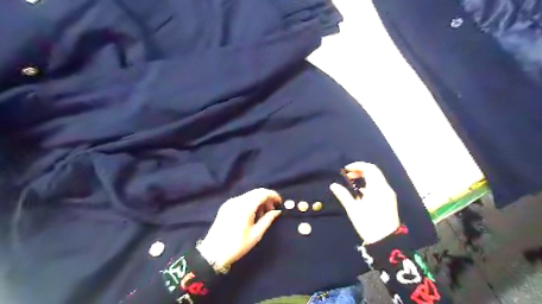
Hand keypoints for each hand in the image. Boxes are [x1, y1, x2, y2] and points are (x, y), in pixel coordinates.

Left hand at [196, 187, 281, 268]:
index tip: (280, 202)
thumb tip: (277, 211)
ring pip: (249, 195)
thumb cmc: (237, 245)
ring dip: (259, 200)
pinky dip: (250, 203)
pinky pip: (242, 200)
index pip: (262, 193)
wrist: (213, 253)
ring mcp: (230, 202)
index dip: (273, 195)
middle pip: (256, 192)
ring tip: (263, 214)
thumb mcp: (256, 234)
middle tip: (272, 209)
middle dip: (266, 198)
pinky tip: (252, 214)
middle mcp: (237, 200)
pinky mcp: (226, 206)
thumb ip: (267, 220)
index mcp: (245, 206)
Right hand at [328, 162, 398, 244]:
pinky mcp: (389, 200)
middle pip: (374, 172)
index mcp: (377, 188)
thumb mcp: (353, 209)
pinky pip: (379, 186)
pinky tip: (360, 193)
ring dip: (364, 177)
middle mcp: (385, 188)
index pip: (369, 168)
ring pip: (376, 179)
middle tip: (347, 176)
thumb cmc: (368, 224)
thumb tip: (333, 185)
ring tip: (351, 184)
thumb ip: (343, 195)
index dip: (357, 166)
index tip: (346, 169)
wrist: (387, 241)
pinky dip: (369, 184)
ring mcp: (388, 195)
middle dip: (360, 171)